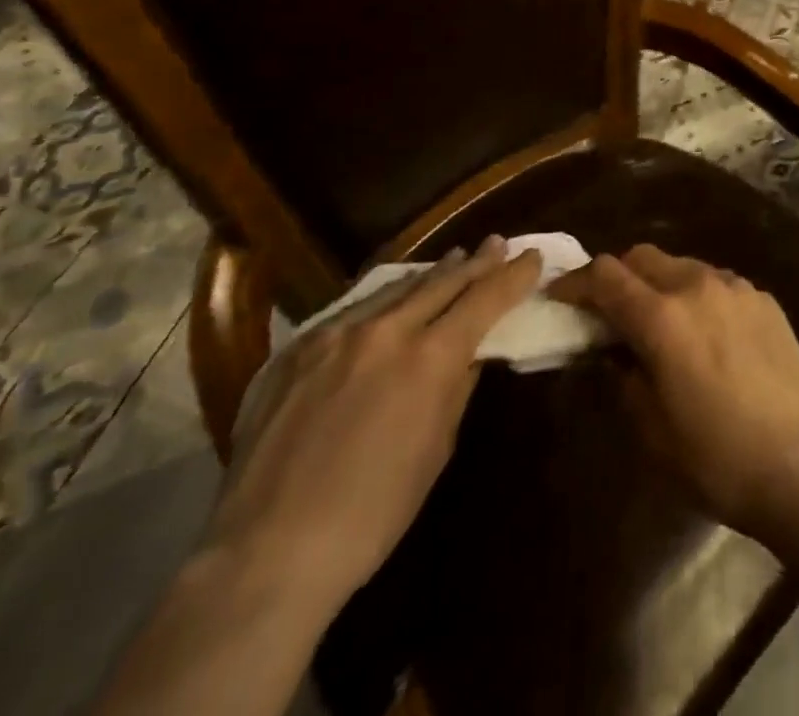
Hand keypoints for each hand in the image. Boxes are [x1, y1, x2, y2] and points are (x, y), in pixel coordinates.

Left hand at [204, 237, 540, 614]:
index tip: (533, 257)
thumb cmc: (372, 515)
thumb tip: (470, 354)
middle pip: (443, 281)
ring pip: (397, 287)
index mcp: (429, 358)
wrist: (266, 554)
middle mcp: (386, 331)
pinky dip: (384, 299)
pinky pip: (352, 309)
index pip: (485, 298)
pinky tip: (390, 299)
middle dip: (477, 262)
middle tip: (498, 244)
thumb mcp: (435, 450)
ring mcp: (335, 334)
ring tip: (454, 259)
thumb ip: (456, 388)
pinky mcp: (296, 349)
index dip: (513, 276)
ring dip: (432, 274)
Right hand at [549, 245, 798, 546]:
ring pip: (683, 265)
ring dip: (660, 284)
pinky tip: (706, 333)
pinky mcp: (765, 300)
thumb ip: (624, 377)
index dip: (577, 282)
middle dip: (618, 277)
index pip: (606, 275)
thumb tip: (614, 352)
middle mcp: (697, 286)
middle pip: (644, 256)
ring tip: (660, 323)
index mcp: (661, 317)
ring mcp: (737, 288)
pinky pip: (719, 283)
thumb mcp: (651, 430)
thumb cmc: (715, 458)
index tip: (562, 297)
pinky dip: (698, 296)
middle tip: (609, 312)